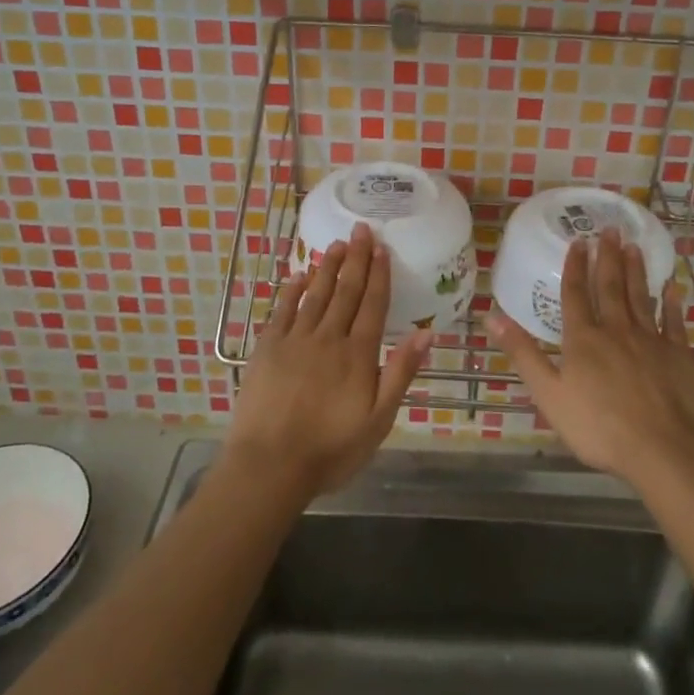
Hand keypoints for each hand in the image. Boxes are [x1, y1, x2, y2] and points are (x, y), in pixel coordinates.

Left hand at [224, 222, 430, 500]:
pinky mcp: (267, 348)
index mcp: (357, 354)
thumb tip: (426, 333)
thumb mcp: (378, 420)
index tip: (382, 247)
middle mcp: (328, 338)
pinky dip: (291, 290)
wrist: (269, 466)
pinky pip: (282, 310)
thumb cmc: (330, 449)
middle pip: (346, 291)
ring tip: (337, 244)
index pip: (373, 305)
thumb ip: (400, 373)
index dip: (379, 274)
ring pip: (315, 294)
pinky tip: (297, 275)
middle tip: (361, 229)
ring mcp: (295, 340)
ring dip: (327, 268)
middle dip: (356, 259)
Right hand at [488, 227, 693, 485]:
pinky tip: (670, 287)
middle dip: (608, 257)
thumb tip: (491, 317)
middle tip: (610, 229)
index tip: (578, 241)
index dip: (575, 266)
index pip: (576, 294)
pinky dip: (671, 302)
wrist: (660, 450)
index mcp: (583, 339)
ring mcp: (650, 340)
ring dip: (635, 270)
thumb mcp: (548, 393)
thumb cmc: (598, 426)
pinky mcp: (678, 355)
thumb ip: (523, 353)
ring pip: (640, 297)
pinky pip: (673, 321)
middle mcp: (616, 330)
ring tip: (633, 245)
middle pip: (611, 286)